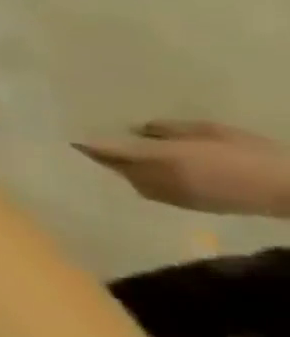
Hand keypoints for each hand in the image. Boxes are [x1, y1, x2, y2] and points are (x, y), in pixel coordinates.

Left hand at [75, 121, 289, 218]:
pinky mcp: (185, 206)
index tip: (68, 137)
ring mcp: (170, 195)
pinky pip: (150, 190)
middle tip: (90, 145)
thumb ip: (168, 129)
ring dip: (122, 169)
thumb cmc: (249, 153)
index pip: (109, 151)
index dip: (87, 145)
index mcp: (158, 157)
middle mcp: (156, 178)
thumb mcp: (208, 131)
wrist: (289, 190)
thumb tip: (138, 130)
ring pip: (131, 180)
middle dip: (101, 157)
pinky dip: (141, 180)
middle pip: (116, 167)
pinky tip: (148, 171)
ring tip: (117, 156)